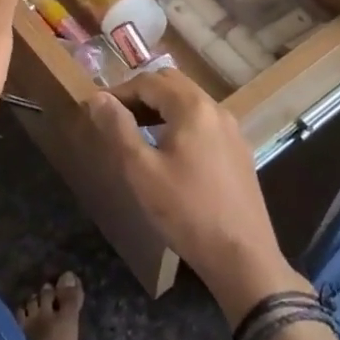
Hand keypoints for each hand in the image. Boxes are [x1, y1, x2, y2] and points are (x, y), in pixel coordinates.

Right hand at [85, 68, 304, 319]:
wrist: (242, 257)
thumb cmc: (186, 211)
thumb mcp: (141, 170)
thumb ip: (118, 129)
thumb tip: (97, 98)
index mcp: (193, 107)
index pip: (149, 82)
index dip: (119, 92)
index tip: (96, 110)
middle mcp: (217, 109)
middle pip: (172, 84)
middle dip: (141, 95)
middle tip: (115, 118)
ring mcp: (232, 130)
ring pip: (190, 103)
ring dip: (161, 108)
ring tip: (136, 133)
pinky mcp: (239, 152)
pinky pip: (204, 123)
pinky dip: (180, 124)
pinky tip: (169, 152)